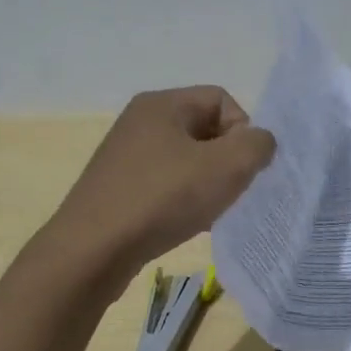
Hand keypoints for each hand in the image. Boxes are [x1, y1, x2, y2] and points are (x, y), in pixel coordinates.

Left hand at [52, 87, 274, 279]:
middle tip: (230, 191)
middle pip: (204, 129)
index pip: (222, 99)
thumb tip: (258, 142)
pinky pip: (164, 184)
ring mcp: (125, 156)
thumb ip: (257, 146)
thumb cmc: (162, 199)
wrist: (91, 252)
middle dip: (226, 159)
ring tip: (208, 212)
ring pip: (186, 160)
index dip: (243, 130)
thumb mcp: (226, 167)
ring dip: (206, 183)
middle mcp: (140, 122)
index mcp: (162, 104)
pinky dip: (182, 200)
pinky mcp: (117, 188)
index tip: (242, 167)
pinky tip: (184, 224)